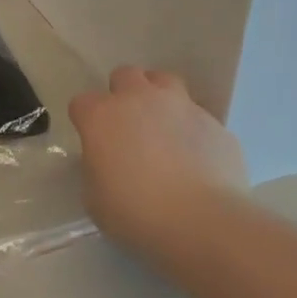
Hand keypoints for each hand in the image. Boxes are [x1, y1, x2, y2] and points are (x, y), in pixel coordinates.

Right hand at [69, 67, 248, 255]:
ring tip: (163, 127)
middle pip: (125, 75)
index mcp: (102, 116)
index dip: (86, 121)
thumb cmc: (137, 213)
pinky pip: (197, 116)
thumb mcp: (96, 199)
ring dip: (159, 97)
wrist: (204, 221)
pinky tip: (195, 156)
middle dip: (123, 93)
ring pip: (165, 82)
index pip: (82, 103)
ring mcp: (181, 106)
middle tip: (128, 125)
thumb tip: (107, 163)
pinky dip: (191, 129)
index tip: (93, 142)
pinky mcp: (215, 122)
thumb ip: (97, 170)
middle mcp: (140, 99)